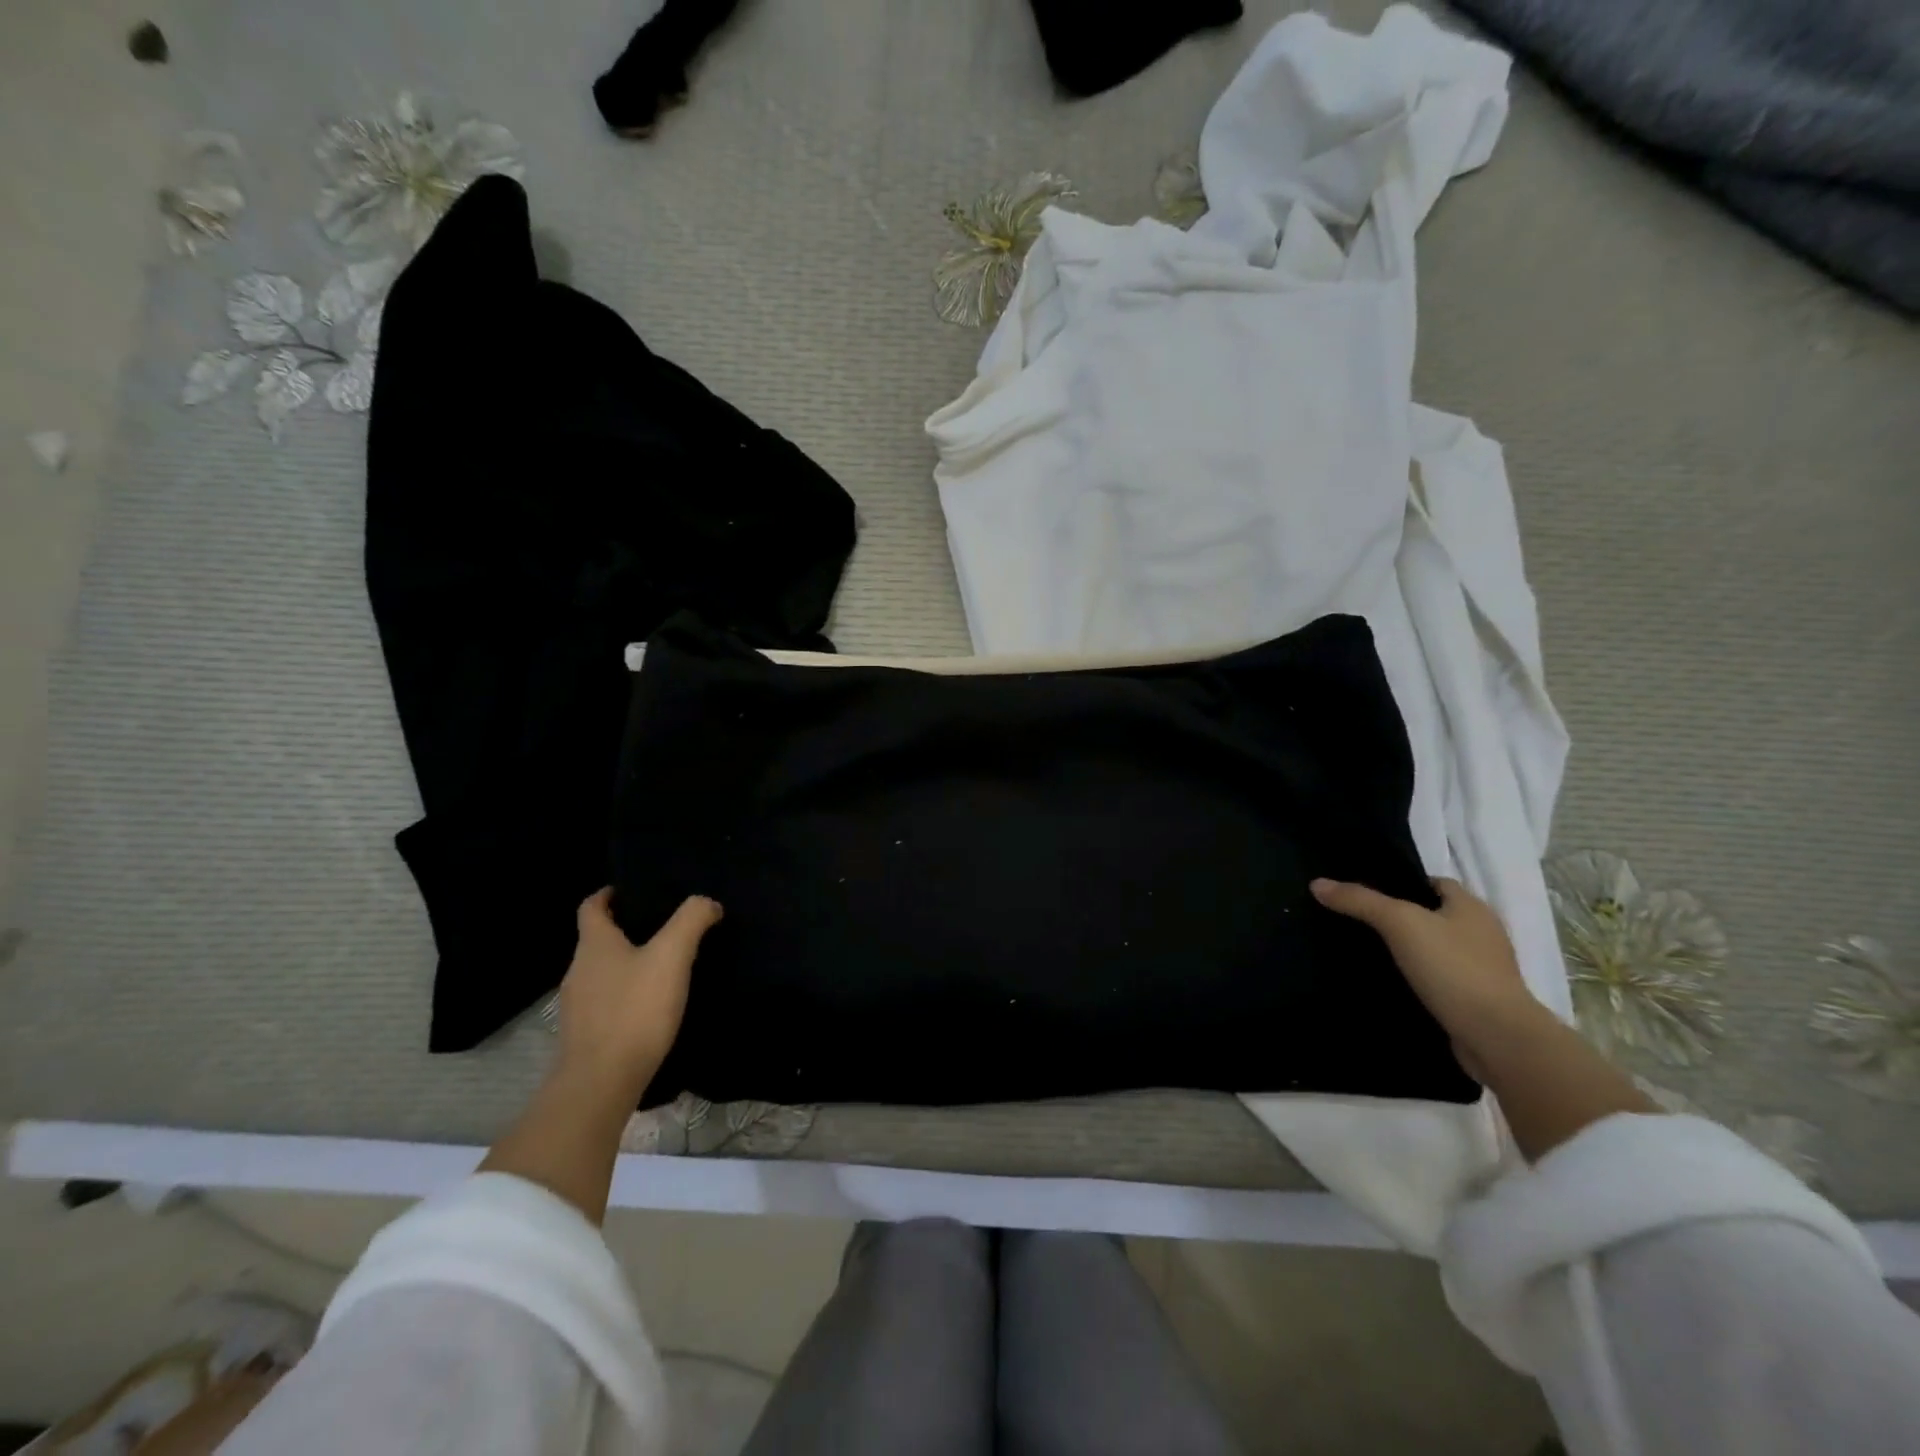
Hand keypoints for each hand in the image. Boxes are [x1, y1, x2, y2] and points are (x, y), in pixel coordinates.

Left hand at [555, 887, 722, 1101]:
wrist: (600, 1084)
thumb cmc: (635, 1011)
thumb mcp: (672, 956)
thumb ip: (691, 921)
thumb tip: (707, 902)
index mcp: (594, 945)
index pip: (592, 907)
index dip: (609, 894)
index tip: (632, 890)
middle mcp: (578, 970)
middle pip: (598, 939)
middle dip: (625, 929)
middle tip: (663, 927)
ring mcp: (577, 1006)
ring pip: (602, 972)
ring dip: (626, 963)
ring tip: (663, 966)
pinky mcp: (584, 1035)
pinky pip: (605, 1002)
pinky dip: (625, 995)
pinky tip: (651, 1006)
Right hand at [1310, 875, 1544, 1079]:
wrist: (1497, 1037)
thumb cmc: (1453, 968)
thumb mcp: (1399, 923)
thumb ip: (1360, 901)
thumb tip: (1318, 884)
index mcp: (1472, 907)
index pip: (1434, 883)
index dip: (1402, 884)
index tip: (1367, 894)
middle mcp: (1482, 933)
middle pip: (1434, 915)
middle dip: (1402, 918)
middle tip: (1359, 921)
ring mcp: (1484, 969)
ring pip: (1437, 948)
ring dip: (1410, 951)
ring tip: (1369, 952)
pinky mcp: (1478, 1000)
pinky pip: (1441, 979)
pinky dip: (1420, 978)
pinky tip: (1393, 983)